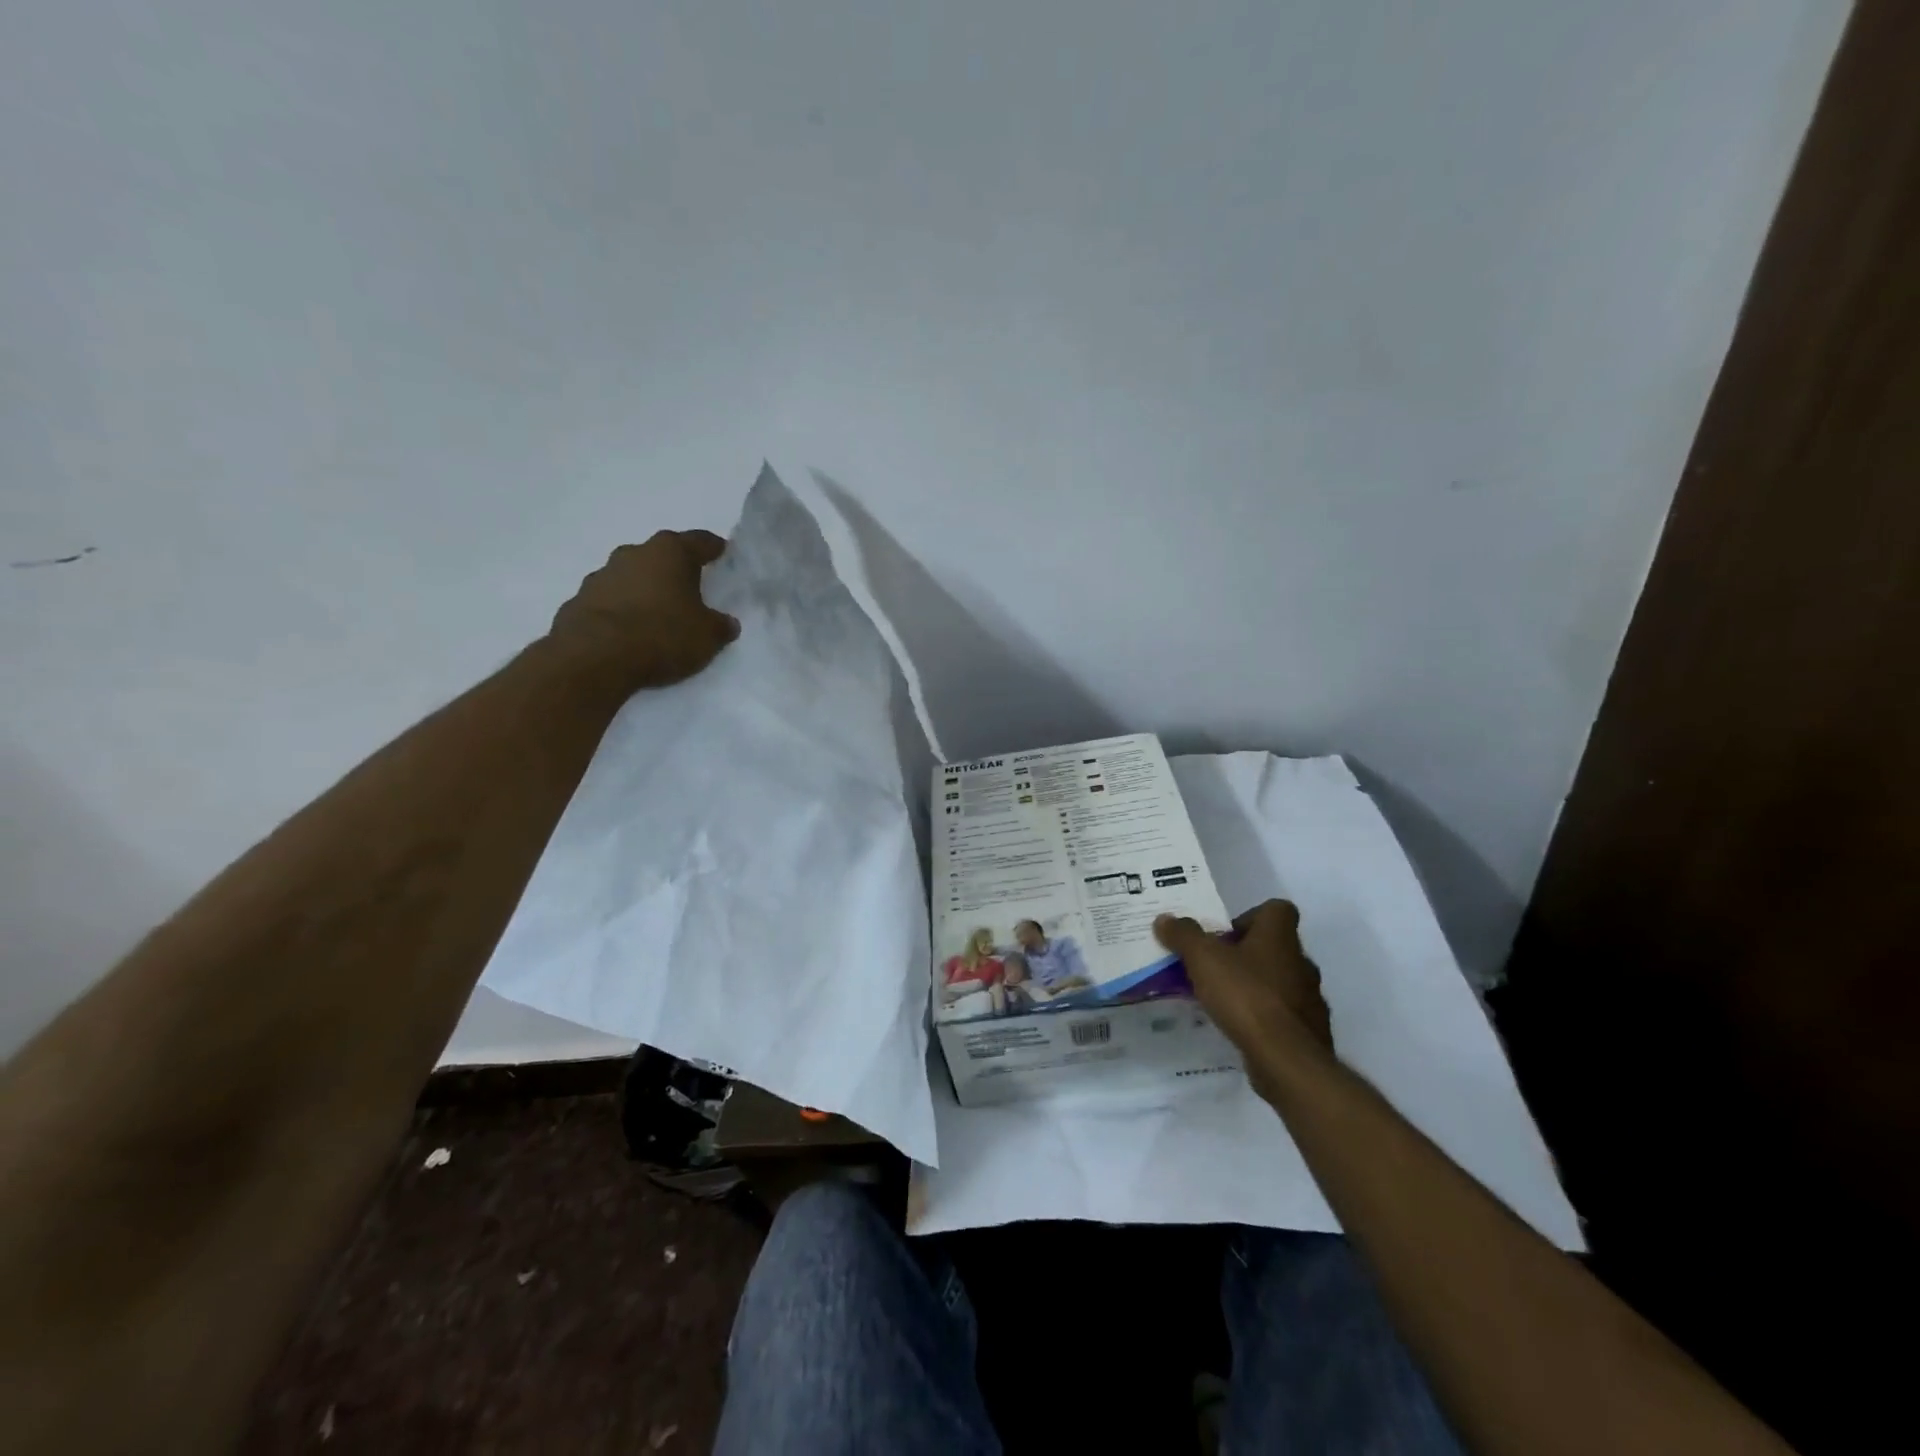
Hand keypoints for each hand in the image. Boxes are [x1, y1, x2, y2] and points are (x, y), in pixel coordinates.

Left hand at [546, 531, 740, 693]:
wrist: (595, 657)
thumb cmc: (662, 635)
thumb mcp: (708, 636)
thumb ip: (720, 626)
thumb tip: (727, 623)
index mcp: (670, 553)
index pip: (699, 541)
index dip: (713, 548)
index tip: (722, 553)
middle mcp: (634, 554)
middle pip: (661, 556)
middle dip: (675, 569)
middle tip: (690, 588)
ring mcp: (601, 575)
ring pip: (632, 576)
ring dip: (645, 589)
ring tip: (658, 614)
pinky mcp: (578, 601)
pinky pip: (609, 601)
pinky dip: (622, 610)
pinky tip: (630, 632)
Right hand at [1154, 900, 1332, 1095]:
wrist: (1286, 1058)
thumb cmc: (1246, 995)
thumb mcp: (1203, 959)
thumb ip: (1183, 936)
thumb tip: (1165, 919)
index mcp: (1279, 936)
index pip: (1276, 910)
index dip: (1251, 916)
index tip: (1225, 933)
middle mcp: (1300, 961)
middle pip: (1275, 946)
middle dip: (1246, 954)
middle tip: (1215, 967)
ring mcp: (1309, 997)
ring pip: (1280, 981)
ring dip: (1256, 985)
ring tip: (1223, 999)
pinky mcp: (1308, 1030)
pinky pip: (1283, 1013)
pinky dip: (1265, 1016)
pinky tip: (1241, 1026)